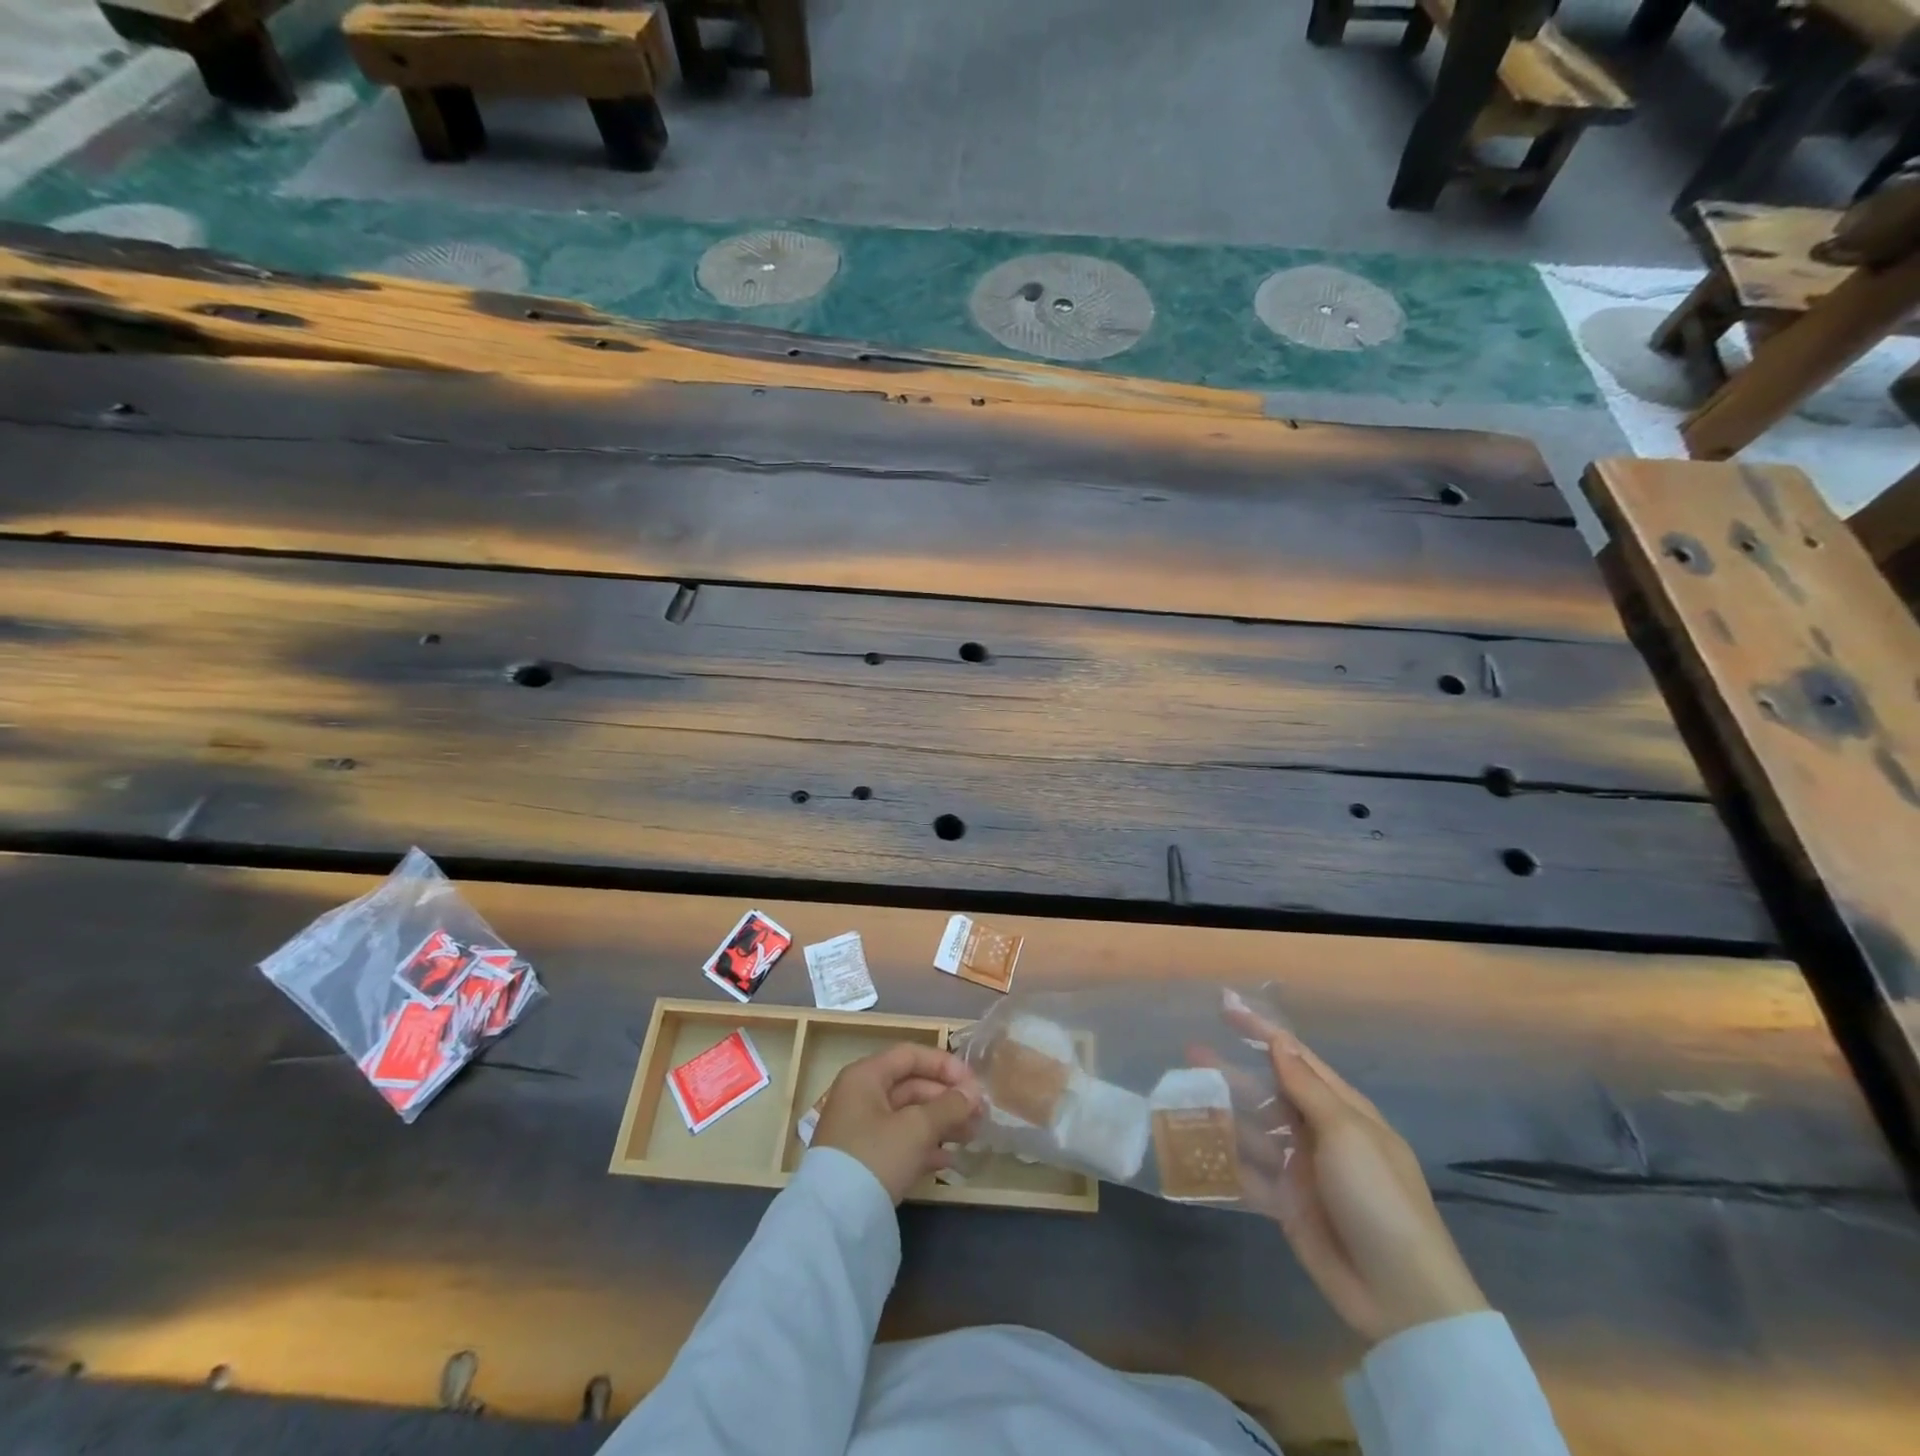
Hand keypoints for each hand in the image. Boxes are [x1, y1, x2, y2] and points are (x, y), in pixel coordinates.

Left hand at [812, 1043, 983, 1203]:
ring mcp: (861, 1130)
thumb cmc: (876, 1156)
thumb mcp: (917, 1128)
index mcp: (866, 1076)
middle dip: (947, 1099)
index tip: (973, 1083)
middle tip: (979, 1114)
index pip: (910, 1055)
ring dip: (941, 1123)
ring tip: (972, 1136)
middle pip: (911, 1086)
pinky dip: (925, 1147)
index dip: (944, 1065)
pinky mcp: (865, 1161)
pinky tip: (950, 1161)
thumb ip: (949, 1106)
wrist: (835, 1221)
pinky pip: (901, 1142)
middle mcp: (861, 1096)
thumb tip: (974, 1094)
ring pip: (909, 1116)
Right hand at [1222, 1003, 1489, 1344]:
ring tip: (1184, 1093)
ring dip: (1222, 1111)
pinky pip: (1249, 1173)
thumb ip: (1306, 1087)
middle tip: (1190, 1051)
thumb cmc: (1378, 1198)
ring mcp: (1302, 1170)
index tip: (1226, 1008)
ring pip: (1253, 1129)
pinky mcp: (1286, 1204)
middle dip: (1232, 1070)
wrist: (1400, 1295)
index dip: (1262, 1032)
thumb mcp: (1346, 1133)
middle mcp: (1319, 1133)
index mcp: (1343, 1110)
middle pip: (1268, 1091)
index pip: (1296, 1058)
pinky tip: (1194, 1145)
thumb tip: (1279, 1043)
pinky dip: (1224, 1159)